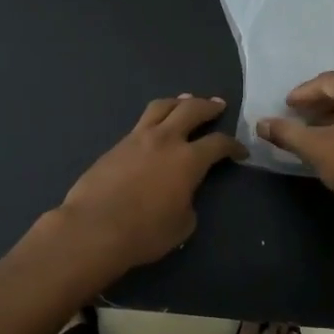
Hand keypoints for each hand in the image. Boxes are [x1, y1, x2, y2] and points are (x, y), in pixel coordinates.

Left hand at [52, 96, 246, 272]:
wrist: (94, 228)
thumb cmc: (144, 232)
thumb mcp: (182, 225)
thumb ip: (188, 203)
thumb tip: (182, 196)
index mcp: (188, 160)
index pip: (218, 144)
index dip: (233, 145)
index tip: (240, 151)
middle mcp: (165, 140)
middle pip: (191, 110)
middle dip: (208, 106)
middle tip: (217, 105)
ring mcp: (137, 138)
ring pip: (161, 107)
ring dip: (178, 102)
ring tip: (186, 101)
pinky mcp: (116, 145)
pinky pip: (141, 122)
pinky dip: (155, 118)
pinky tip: (156, 127)